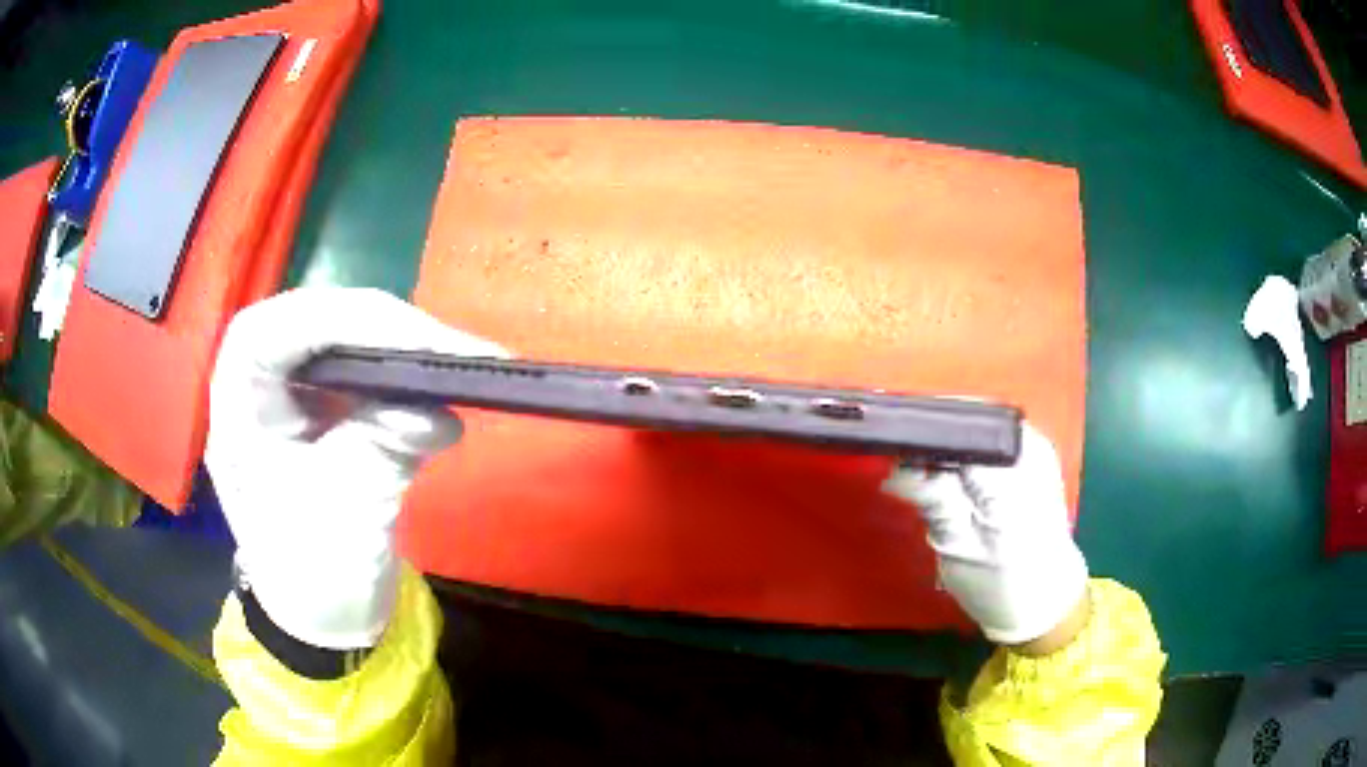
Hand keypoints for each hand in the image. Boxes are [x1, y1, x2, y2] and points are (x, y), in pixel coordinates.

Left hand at [206, 287, 506, 649]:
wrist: (325, 619)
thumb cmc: (314, 578)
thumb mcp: (345, 519)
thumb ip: (382, 453)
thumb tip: (438, 409)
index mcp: (239, 413)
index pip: (271, 333)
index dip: (335, 319)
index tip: (409, 337)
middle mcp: (261, 391)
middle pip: (313, 324)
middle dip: (380, 329)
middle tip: (447, 347)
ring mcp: (296, 399)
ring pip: (344, 341)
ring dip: (401, 346)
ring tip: (457, 359)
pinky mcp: (329, 413)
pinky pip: (366, 373)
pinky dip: (406, 375)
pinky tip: (442, 387)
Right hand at [883, 422, 1088, 649]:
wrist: (1046, 602)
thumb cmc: (1002, 585)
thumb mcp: (959, 549)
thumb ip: (934, 500)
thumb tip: (897, 465)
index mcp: (1013, 469)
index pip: (959, 427)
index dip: (922, 432)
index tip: (891, 448)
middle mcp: (1028, 446)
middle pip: (968, 420)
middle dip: (933, 438)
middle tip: (903, 468)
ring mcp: (1035, 448)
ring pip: (977, 428)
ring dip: (949, 447)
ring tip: (925, 476)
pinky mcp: (1034, 457)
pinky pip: (990, 440)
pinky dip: (967, 454)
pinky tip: (955, 479)